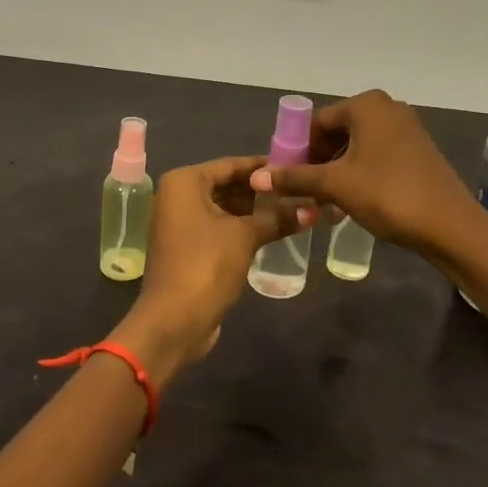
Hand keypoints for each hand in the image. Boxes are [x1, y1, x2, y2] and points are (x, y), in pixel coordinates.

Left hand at [114, 156, 297, 383]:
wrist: (174, 321)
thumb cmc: (206, 265)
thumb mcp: (245, 236)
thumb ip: (277, 217)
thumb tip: (313, 209)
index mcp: (184, 182)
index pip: (231, 165)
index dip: (263, 167)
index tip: (294, 166)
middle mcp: (178, 196)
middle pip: (227, 185)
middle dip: (261, 191)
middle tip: (299, 189)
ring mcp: (180, 223)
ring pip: (225, 207)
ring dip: (255, 211)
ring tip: (294, 208)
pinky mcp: (188, 247)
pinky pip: (220, 227)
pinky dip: (243, 227)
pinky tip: (273, 230)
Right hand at [248, 90, 479, 257]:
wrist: (450, 225)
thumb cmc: (388, 194)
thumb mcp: (336, 185)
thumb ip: (295, 178)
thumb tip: (256, 178)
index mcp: (366, 104)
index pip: (317, 122)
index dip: (298, 150)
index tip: (288, 178)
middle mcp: (387, 107)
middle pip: (338, 132)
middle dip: (318, 161)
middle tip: (306, 192)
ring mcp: (407, 127)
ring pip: (357, 145)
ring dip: (338, 170)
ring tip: (326, 202)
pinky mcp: (418, 149)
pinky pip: (377, 154)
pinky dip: (360, 172)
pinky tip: (353, 201)